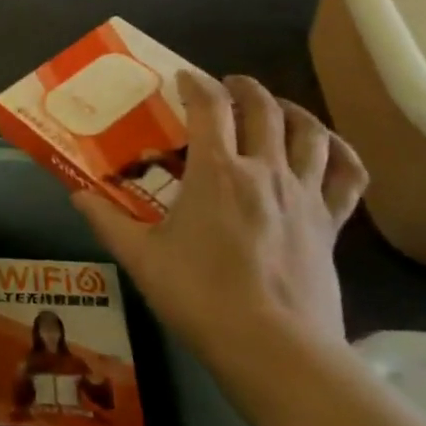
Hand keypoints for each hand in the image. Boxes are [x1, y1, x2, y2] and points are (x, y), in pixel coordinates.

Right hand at [74, 71, 366, 351]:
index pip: (209, 106)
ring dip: (292, 110)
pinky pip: (348, 176)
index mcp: (217, 172)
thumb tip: (77, 195)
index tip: (183, 78)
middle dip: (244, 88)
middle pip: (264, 108)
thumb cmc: (199, 296)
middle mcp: (265, 170)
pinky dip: (341, 154)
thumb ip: (107, 221)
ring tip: (277, 109)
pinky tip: (330, 150)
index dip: (195, 83)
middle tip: (228, 86)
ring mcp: (304, 195)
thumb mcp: (141, 258)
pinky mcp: (331, 223)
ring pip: (311, 132)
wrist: (272, 347)